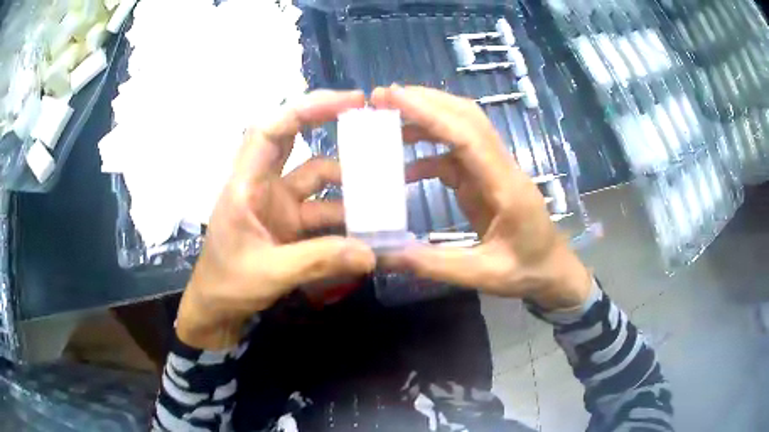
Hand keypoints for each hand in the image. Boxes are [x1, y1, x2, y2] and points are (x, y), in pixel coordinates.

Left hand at [177, 90, 375, 349]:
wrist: (216, 310)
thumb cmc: (227, 285)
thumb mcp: (269, 274)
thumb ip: (318, 261)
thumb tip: (370, 254)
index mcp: (245, 184)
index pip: (270, 129)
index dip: (306, 109)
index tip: (348, 102)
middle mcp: (262, 185)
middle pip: (292, 139)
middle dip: (328, 125)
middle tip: (371, 121)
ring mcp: (277, 204)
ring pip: (315, 178)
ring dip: (346, 182)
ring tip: (383, 189)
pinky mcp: (289, 223)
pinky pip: (322, 210)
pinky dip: (344, 216)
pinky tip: (367, 227)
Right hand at [371, 85, 591, 309]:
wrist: (553, 272)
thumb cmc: (526, 271)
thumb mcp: (482, 275)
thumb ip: (433, 264)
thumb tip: (382, 255)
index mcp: (506, 187)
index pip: (467, 136)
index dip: (430, 113)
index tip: (393, 97)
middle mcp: (501, 168)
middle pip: (467, 118)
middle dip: (425, 101)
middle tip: (382, 97)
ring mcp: (495, 171)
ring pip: (461, 129)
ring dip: (426, 119)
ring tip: (388, 119)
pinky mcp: (487, 180)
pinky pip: (455, 156)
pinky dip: (428, 154)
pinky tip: (404, 169)